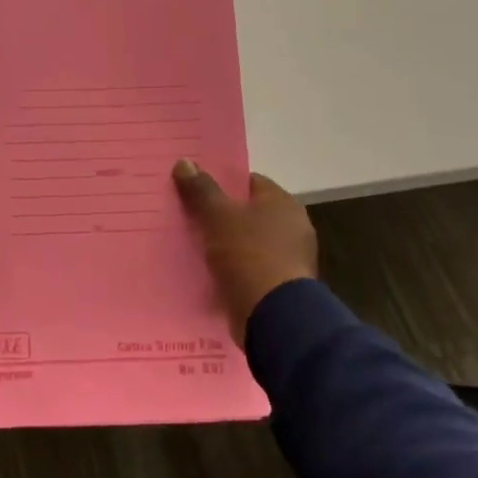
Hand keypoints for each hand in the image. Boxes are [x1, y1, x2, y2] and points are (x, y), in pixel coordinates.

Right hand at [173, 159, 317, 342]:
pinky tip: (207, 273)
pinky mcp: (279, 287)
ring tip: (191, 246)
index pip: (249, 182)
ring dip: (224, 246)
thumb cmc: (248, 254)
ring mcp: (288, 259)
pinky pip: (249, 270)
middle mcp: (292, 227)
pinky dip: (231, 270)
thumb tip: (185, 161)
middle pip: (248, 213)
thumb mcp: (218, 216)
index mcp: (283, 203)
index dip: (222, 184)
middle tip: (187, 217)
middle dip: (220, 216)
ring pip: (247, 243)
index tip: (194, 190)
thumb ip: (201, 190)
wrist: (274, 315)